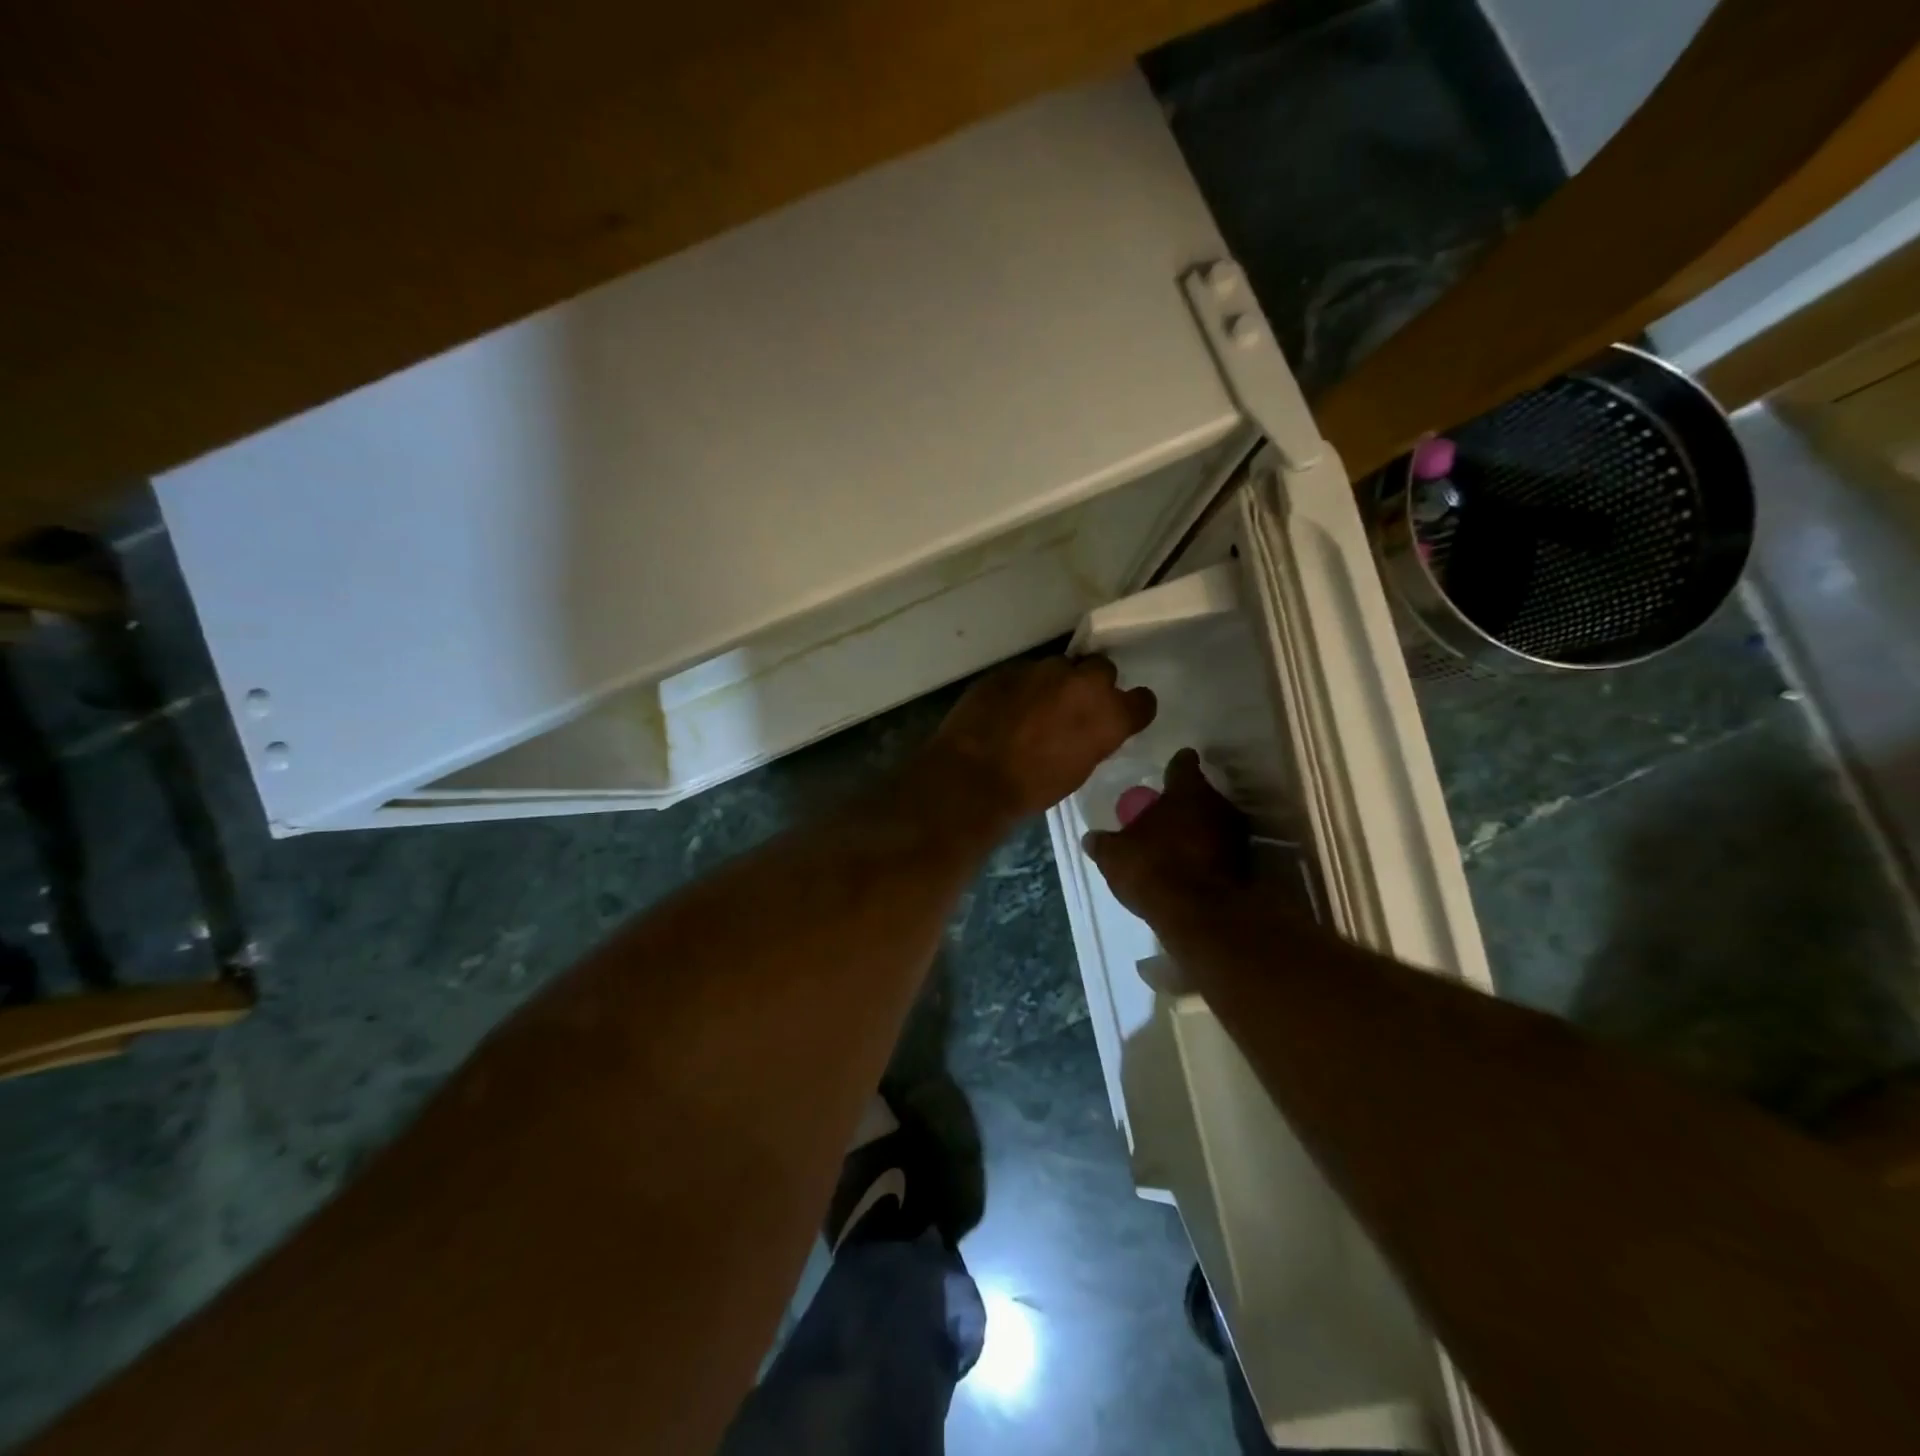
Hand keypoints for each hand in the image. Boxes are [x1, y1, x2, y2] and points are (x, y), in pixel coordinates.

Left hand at [925, 655, 1155, 823]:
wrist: (974, 776)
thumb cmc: (1032, 788)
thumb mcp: (1080, 769)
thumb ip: (1095, 738)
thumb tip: (1092, 728)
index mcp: (1109, 714)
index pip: (1143, 700)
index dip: (1131, 708)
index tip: (1121, 715)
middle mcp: (1083, 683)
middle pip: (1102, 669)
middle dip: (1092, 684)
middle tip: (1074, 706)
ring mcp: (1044, 669)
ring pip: (1060, 667)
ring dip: (1054, 683)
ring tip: (1035, 707)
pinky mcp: (1010, 667)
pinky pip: (1026, 672)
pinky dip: (1023, 687)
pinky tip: (1008, 707)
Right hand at [1083, 749, 1251, 921]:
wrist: (1201, 916)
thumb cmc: (1154, 869)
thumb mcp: (1114, 856)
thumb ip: (1103, 843)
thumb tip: (1091, 838)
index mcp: (1187, 790)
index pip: (1183, 763)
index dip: (1175, 765)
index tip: (1170, 768)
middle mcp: (1218, 804)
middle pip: (1202, 794)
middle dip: (1186, 803)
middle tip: (1166, 814)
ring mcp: (1237, 836)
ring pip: (1215, 823)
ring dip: (1200, 831)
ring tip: (1177, 844)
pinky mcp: (1245, 866)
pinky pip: (1222, 852)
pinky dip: (1209, 856)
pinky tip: (1190, 869)